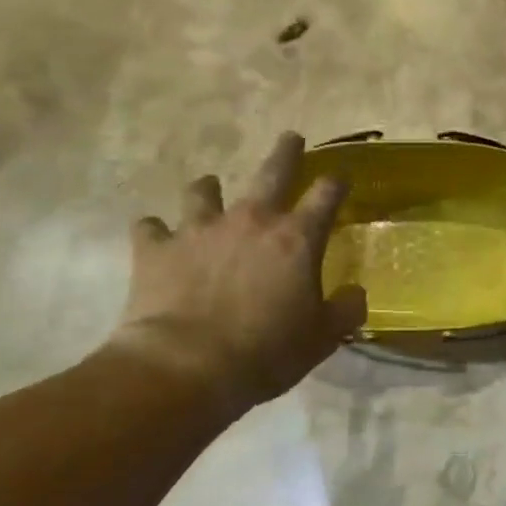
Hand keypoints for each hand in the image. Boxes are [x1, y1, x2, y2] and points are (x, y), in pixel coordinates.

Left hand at [106, 132, 366, 412]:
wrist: (187, 367)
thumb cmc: (266, 352)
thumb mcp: (321, 339)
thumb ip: (345, 311)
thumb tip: (356, 294)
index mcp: (295, 238)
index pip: (326, 195)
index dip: (336, 183)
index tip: (340, 179)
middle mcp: (250, 220)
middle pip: (273, 171)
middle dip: (286, 152)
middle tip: (291, 138)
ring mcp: (200, 229)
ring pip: (203, 191)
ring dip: (209, 189)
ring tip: (209, 190)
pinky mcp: (157, 248)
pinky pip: (150, 227)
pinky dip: (155, 231)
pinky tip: (155, 238)